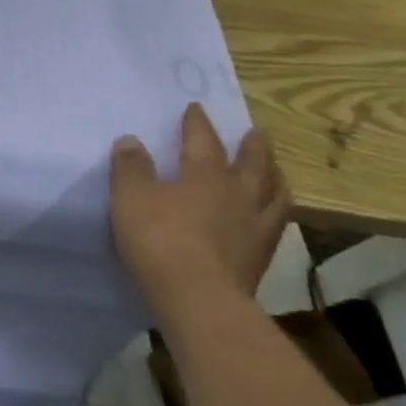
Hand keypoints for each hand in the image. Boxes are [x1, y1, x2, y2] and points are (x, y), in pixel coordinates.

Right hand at [109, 103, 290, 319]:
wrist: (197, 297)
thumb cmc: (159, 238)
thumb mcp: (130, 196)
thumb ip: (131, 167)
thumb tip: (131, 140)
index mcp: (205, 174)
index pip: (202, 140)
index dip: (197, 123)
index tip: (197, 108)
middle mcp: (237, 194)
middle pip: (252, 164)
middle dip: (252, 147)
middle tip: (257, 133)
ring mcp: (254, 227)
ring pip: (274, 195)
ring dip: (274, 179)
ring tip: (275, 172)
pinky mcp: (260, 258)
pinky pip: (275, 225)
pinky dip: (275, 213)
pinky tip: (270, 217)